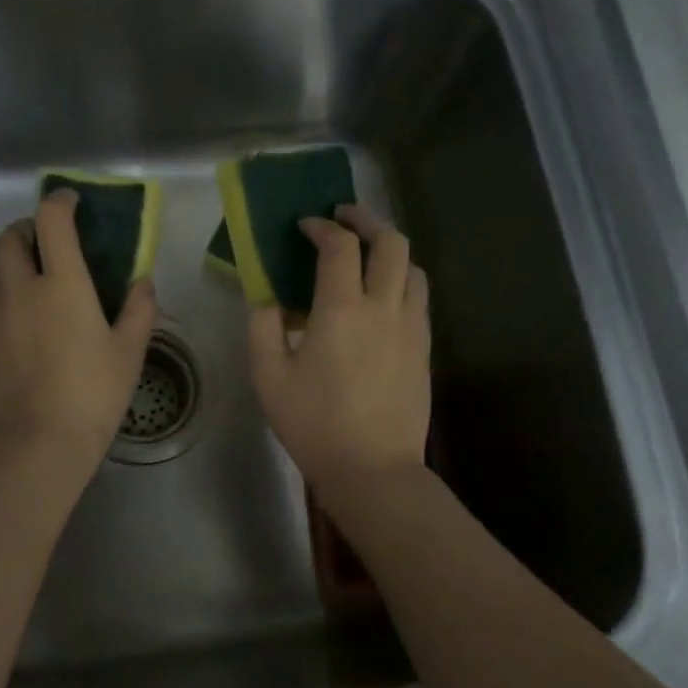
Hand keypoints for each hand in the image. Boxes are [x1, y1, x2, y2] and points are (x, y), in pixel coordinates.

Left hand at [0, 189, 157, 472]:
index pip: (52, 220)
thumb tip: (142, 281)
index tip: (71, 202)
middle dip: (26, 231)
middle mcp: (20, 289)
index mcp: (62, 284)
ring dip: (8, 268)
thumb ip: (139, 309)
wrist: (39, 443)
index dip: (60, 201)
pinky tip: (18, 328)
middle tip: (47, 247)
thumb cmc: (94, 393)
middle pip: (8, 238)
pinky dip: (0, 303)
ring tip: (29, 288)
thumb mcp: (130, 352)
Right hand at [247, 205, 430, 494]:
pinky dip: (403, 280)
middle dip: (367, 220)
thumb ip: (262, 327)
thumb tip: (268, 299)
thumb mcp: (268, 377)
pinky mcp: (424, 349)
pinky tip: (383, 297)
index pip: (340, 246)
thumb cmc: (314, 423)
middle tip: (344, 219)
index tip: (306, 226)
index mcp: (342, 309)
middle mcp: (384, 307)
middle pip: (391, 242)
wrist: (373, 468)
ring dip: (391, 250)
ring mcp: (411, 327)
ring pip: (414, 267)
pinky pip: (419, 298)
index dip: (322, 228)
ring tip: (368, 256)